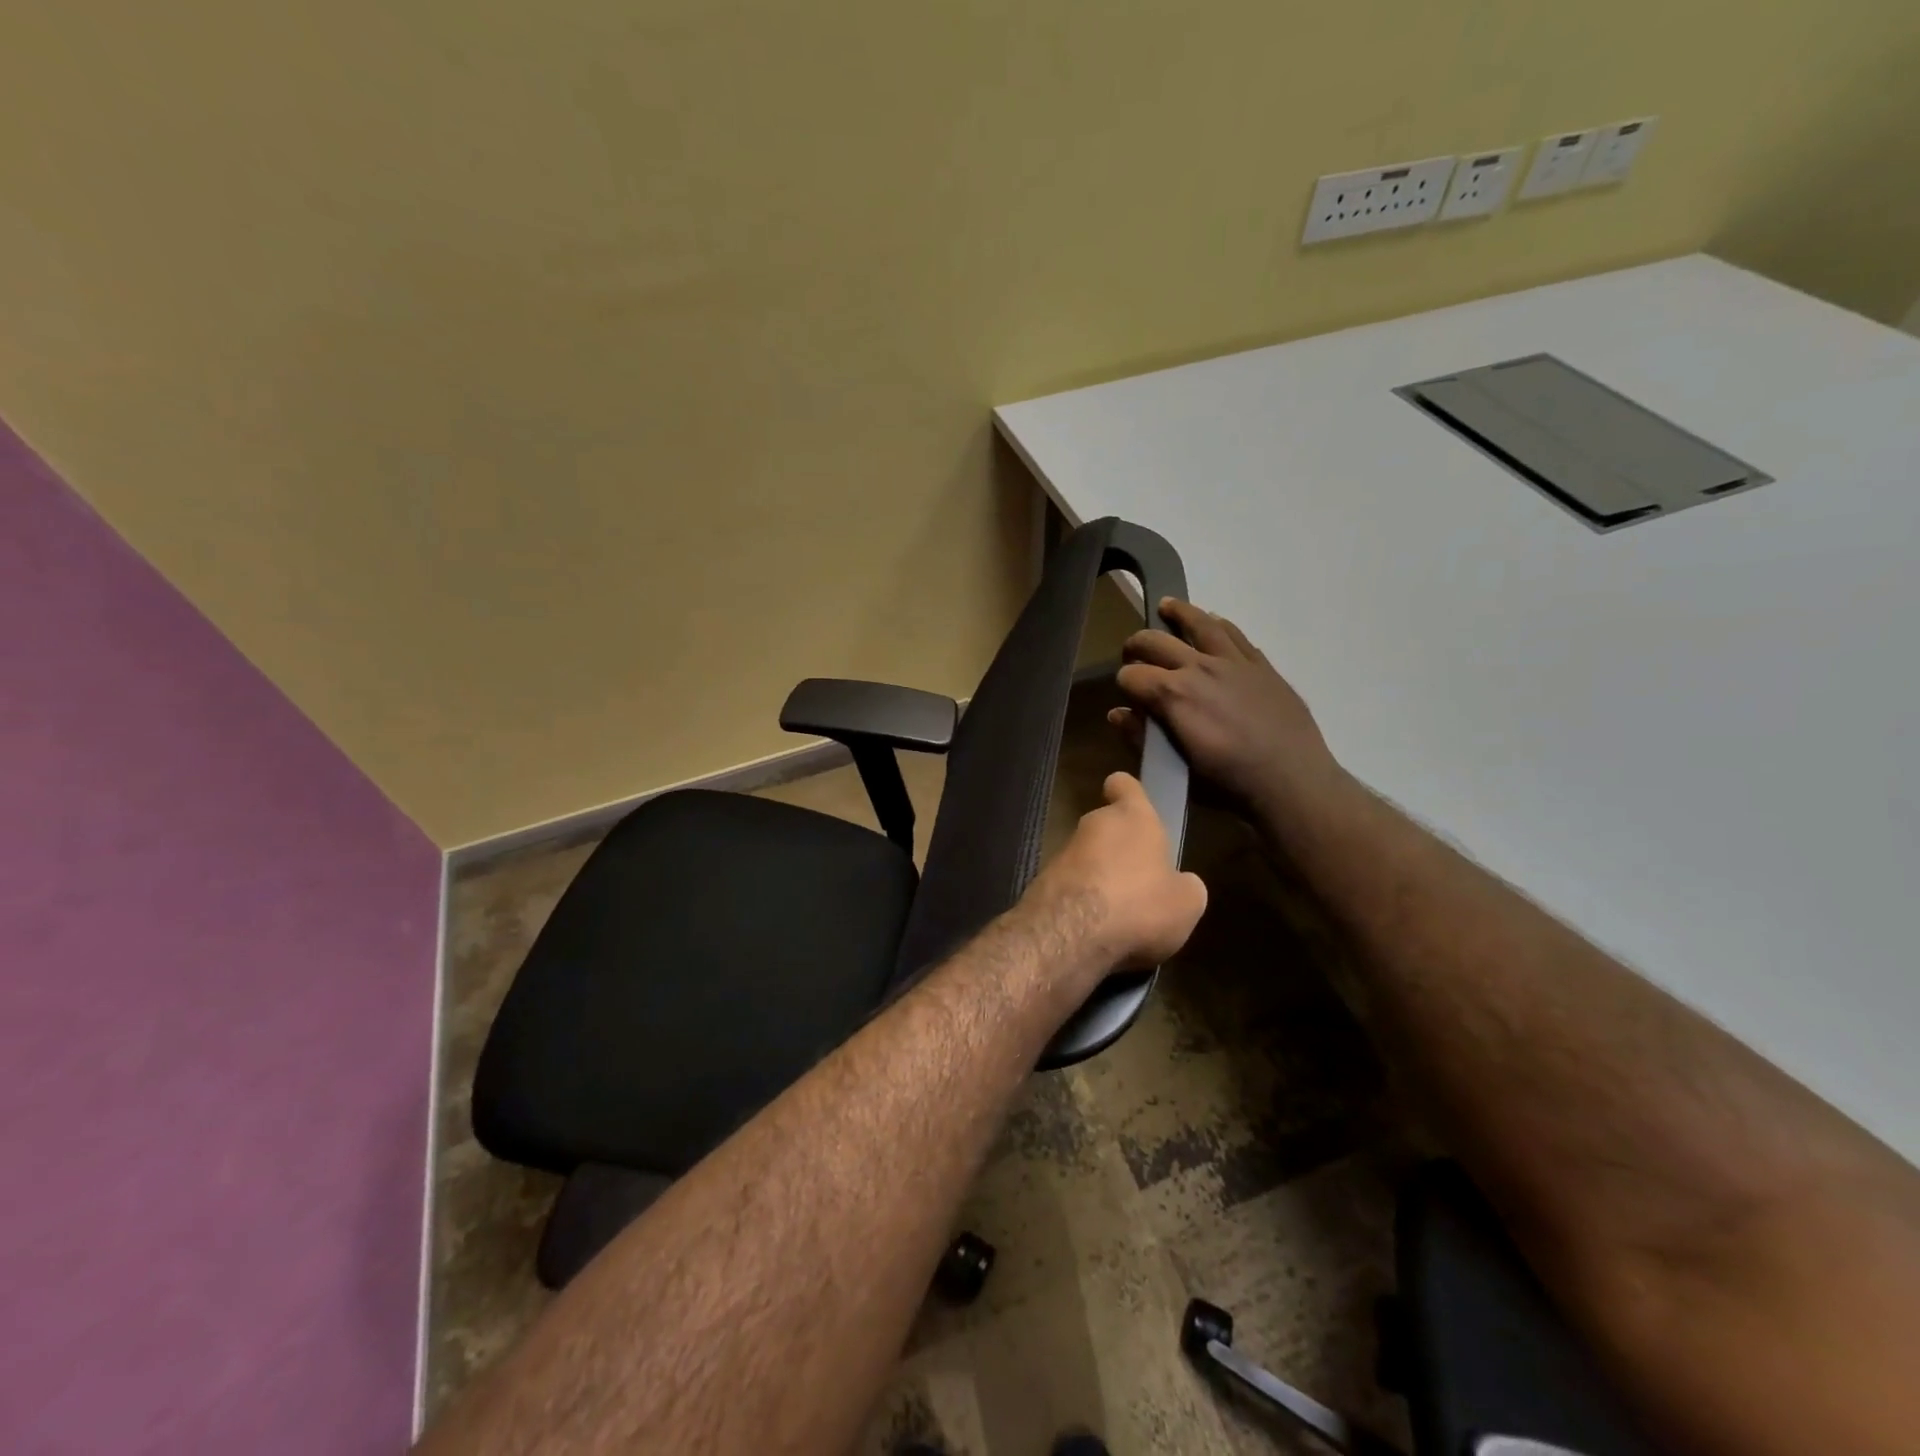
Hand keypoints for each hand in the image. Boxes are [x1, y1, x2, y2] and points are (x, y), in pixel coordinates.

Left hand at [1023, 771, 1207, 971]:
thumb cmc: (1139, 905)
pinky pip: (1071, 886)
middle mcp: (1094, 825)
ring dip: (1101, 878)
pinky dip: (1082, 901)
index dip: (1128, 792)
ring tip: (1121, 914)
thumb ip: (1185, 885)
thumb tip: (1181, 884)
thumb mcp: (1187, 903)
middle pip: (1107, 826)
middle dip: (1120, 849)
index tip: (1132, 805)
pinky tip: (1097, 929)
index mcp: (1132, 817)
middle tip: (1141, 881)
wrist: (1070, 934)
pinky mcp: (1042, 882)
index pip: (1124, 784)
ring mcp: (1063, 852)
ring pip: (1087, 858)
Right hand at [1111, 599, 1347, 827]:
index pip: (1131, 675)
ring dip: (1178, 613)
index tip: (1127, 694)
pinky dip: (1217, 625)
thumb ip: (1142, 736)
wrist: (1291, 782)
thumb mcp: (1176, 767)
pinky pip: (1234, 634)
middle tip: (1132, 654)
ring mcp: (1232, 662)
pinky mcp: (1260, 665)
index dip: (1123, 683)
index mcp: (1172, 694)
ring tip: (1167, 607)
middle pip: (1155, 641)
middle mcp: (1198, 667)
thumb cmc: (1227, 783)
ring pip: (1199, 623)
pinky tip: (1213, 624)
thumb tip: (1118, 713)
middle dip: (1136, 645)